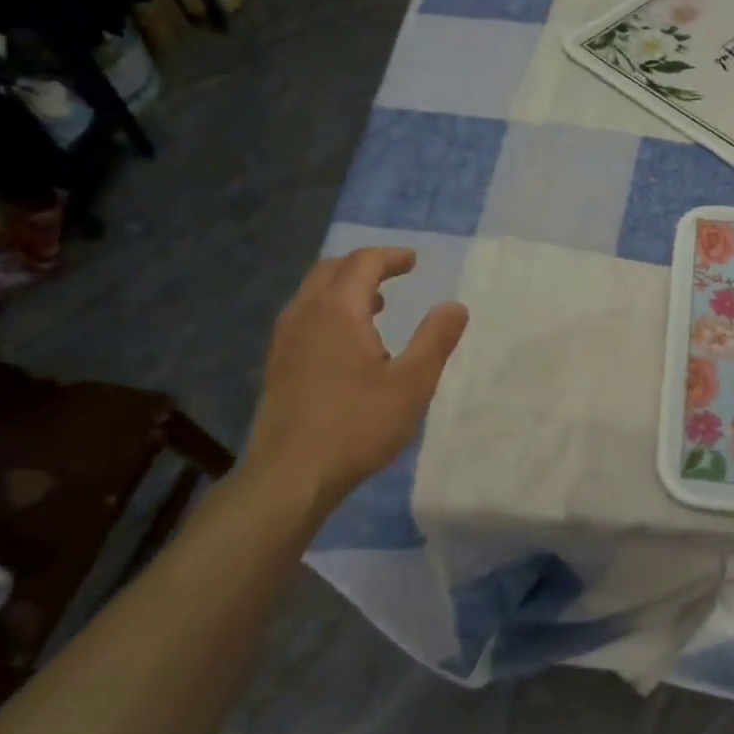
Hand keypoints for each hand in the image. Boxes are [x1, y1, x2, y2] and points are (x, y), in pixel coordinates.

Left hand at [235, 248, 467, 519]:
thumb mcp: (412, 384)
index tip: (414, 262)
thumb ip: (435, 340)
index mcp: (338, 310)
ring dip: (344, 288)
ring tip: (376, 305)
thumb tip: (455, 306)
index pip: (363, 263)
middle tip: (394, 274)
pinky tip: (346, 344)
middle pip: (331, 269)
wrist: (290, 475)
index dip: (391, 257)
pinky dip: (328, 310)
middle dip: (365, 265)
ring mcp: (284, 339)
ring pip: (312, 293)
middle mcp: (305, 314)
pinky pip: (304, 317)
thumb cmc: (357, 426)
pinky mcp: (277, 364)